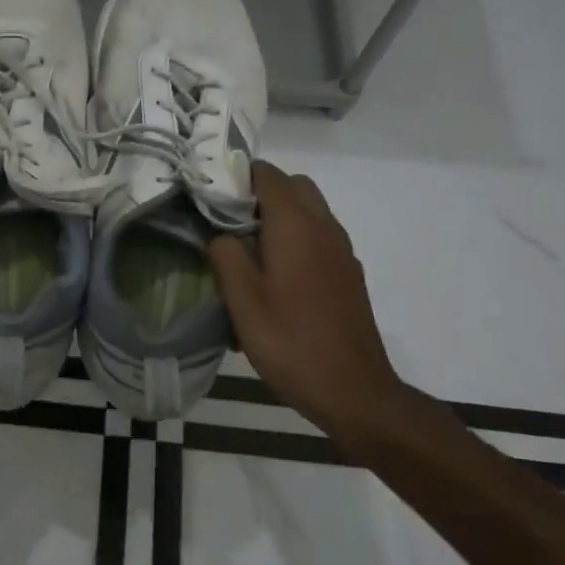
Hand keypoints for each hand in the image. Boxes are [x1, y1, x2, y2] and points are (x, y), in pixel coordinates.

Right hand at [208, 162, 404, 437]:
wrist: (354, 390)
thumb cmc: (291, 342)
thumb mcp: (243, 301)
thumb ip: (226, 256)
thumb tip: (220, 234)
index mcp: (296, 226)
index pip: (267, 174)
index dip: (237, 176)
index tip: (210, 196)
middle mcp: (324, 228)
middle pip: (294, 186)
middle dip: (260, 193)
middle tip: (229, 223)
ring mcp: (342, 251)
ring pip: (310, 211)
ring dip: (280, 216)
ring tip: (248, 251)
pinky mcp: (349, 274)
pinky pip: (320, 237)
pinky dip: (297, 239)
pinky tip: (277, 278)